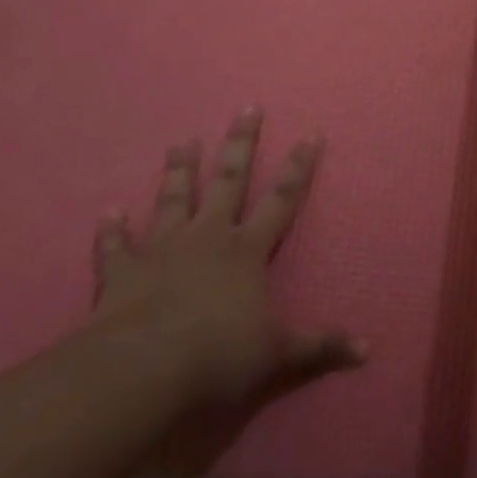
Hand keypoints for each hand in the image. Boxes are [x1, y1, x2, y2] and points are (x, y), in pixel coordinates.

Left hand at [91, 108, 364, 409]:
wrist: (143, 369)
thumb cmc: (217, 354)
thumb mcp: (278, 353)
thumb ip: (319, 345)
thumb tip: (369, 349)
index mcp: (247, 250)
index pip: (281, 199)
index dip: (298, 167)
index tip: (310, 133)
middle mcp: (208, 237)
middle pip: (229, 180)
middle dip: (240, 144)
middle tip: (247, 108)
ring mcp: (163, 250)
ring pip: (174, 199)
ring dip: (179, 170)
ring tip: (183, 141)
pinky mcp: (123, 271)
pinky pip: (116, 246)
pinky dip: (112, 231)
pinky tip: (108, 213)